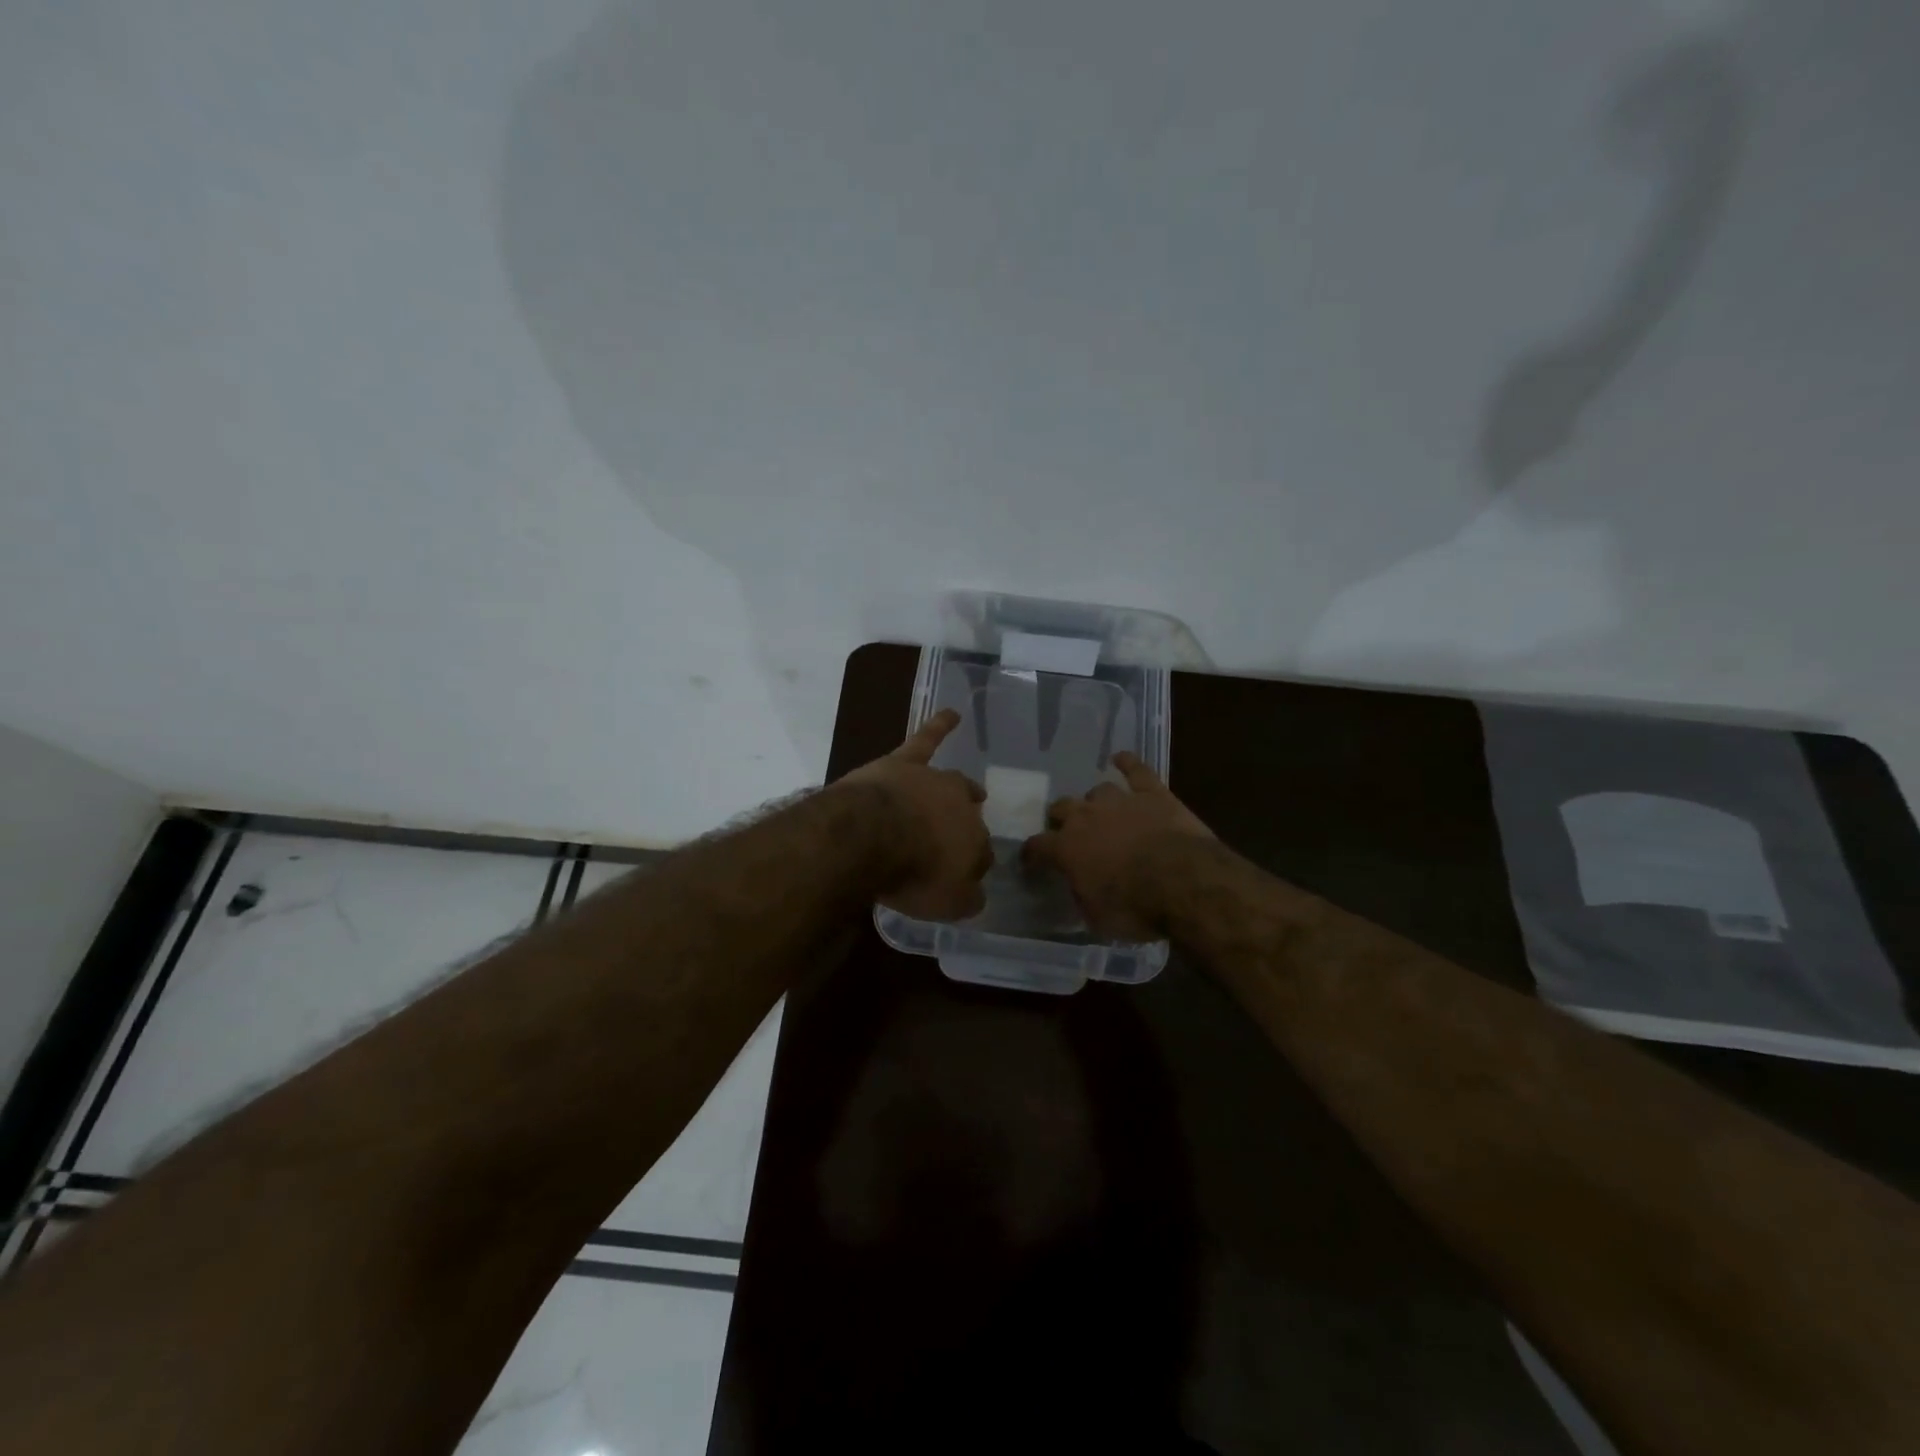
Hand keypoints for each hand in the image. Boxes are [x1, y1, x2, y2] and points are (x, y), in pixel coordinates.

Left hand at [838, 708, 992, 920]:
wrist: (869, 836)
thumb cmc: (911, 874)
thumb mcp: (946, 904)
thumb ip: (966, 899)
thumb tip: (975, 894)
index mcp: (975, 842)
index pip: (980, 854)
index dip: (971, 867)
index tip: (962, 877)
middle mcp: (961, 807)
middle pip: (969, 817)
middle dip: (967, 827)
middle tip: (959, 840)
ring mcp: (932, 781)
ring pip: (954, 782)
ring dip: (962, 790)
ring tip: (973, 791)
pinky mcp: (904, 763)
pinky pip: (926, 740)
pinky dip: (940, 726)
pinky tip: (952, 714)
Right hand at [1022, 753, 1213, 940]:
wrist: (1184, 882)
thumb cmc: (1135, 907)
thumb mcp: (1097, 918)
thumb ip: (1082, 897)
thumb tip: (1079, 889)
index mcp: (1066, 848)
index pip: (1037, 846)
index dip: (1032, 854)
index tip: (1031, 861)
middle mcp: (1086, 817)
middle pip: (1062, 808)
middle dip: (1062, 820)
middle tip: (1069, 833)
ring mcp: (1119, 800)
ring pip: (1097, 791)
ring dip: (1096, 802)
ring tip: (1102, 812)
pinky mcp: (1153, 793)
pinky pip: (1136, 770)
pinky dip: (1127, 763)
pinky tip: (1121, 759)